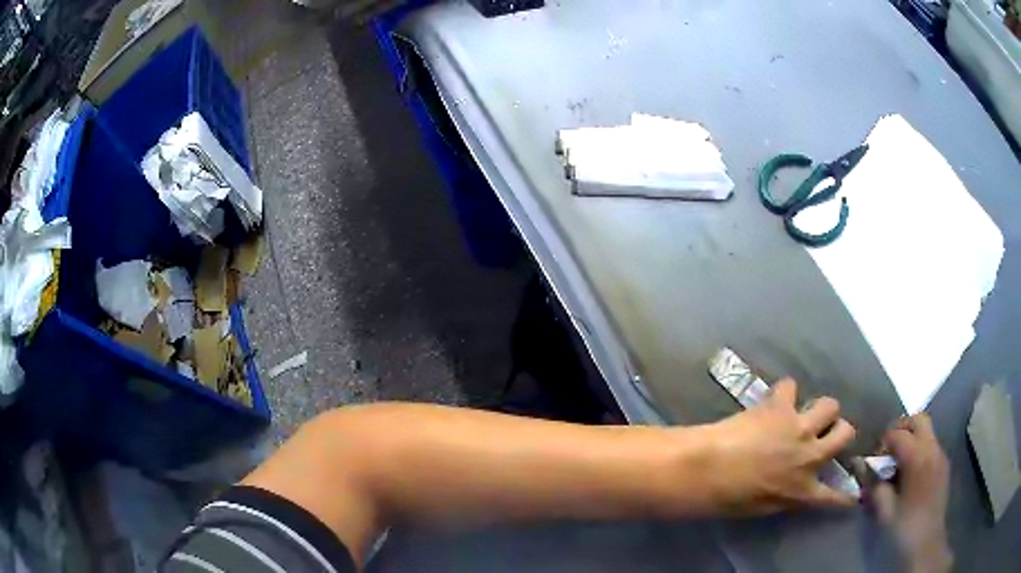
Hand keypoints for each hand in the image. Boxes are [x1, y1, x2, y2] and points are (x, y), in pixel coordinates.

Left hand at [701, 378, 856, 513]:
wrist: (707, 471)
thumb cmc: (727, 500)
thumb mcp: (761, 508)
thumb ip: (784, 496)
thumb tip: (791, 488)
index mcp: (802, 491)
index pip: (833, 496)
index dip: (847, 494)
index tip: (857, 493)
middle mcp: (810, 458)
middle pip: (846, 433)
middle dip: (840, 429)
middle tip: (826, 430)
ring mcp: (800, 429)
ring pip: (830, 405)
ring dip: (820, 408)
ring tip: (804, 411)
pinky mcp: (782, 407)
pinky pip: (791, 386)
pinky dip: (783, 392)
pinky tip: (773, 399)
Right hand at [869, 414, 951, 572]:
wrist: (926, 543)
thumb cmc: (903, 527)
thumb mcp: (884, 510)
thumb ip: (873, 484)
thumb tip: (859, 464)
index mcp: (917, 457)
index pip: (898, 434)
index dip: (883, 441)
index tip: (872, 457)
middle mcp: (932, 448)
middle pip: (919, 420)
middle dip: (901, 428)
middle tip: (887, 448)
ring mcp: (941, 455)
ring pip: (927, 431)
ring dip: (912, 438)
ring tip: (898, 464)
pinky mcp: (944, 465)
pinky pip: (932, 445)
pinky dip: (920, 449)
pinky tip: (911, 474)